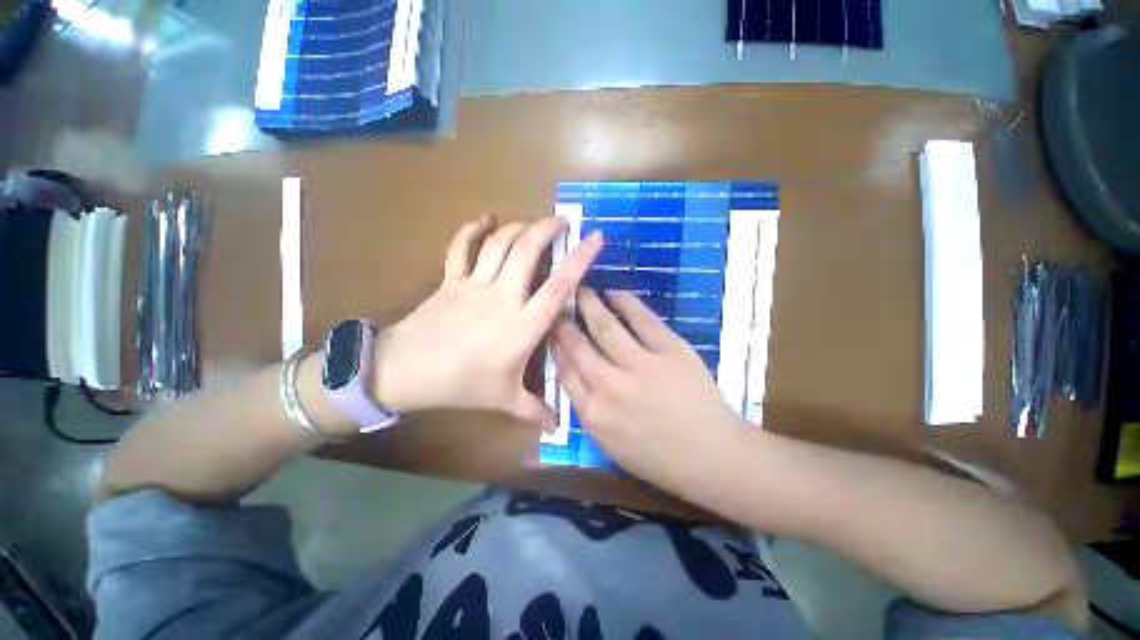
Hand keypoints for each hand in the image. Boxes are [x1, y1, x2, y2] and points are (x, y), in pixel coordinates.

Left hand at [374, 216, 603, 428]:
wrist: (404, 373)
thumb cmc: (460, 385)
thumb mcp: (503, 400)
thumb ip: (534, 410)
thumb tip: (558, 428)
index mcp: (521, 326)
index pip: (558, 286)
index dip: (580, 260)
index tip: (595, 239)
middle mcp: (502, 297)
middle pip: (527, 251)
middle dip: (547, 229)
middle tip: (562, 221)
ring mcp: (474, 285)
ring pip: (499, 243)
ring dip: (518, 227)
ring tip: (532, 223)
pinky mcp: (450, 280)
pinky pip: (460, 247)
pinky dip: (471, 229)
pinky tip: (483, 218)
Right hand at [552, 289, 747, 483]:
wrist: (712, 457)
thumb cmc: (658, 457)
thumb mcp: (610, 444)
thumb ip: (588, 409)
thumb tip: (574, 372)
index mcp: (594, 414)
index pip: (565, 370)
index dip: (556, 345)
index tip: (552, 329)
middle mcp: (610, 386)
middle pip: (579, 346)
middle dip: (565, 321)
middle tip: (559, 302)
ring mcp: (641, 366)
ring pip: (606, 327)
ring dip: (590, 304)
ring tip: (582, 289)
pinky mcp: (670, 351)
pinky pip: (643, 320)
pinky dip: (627, 303)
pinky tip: (615, 293)